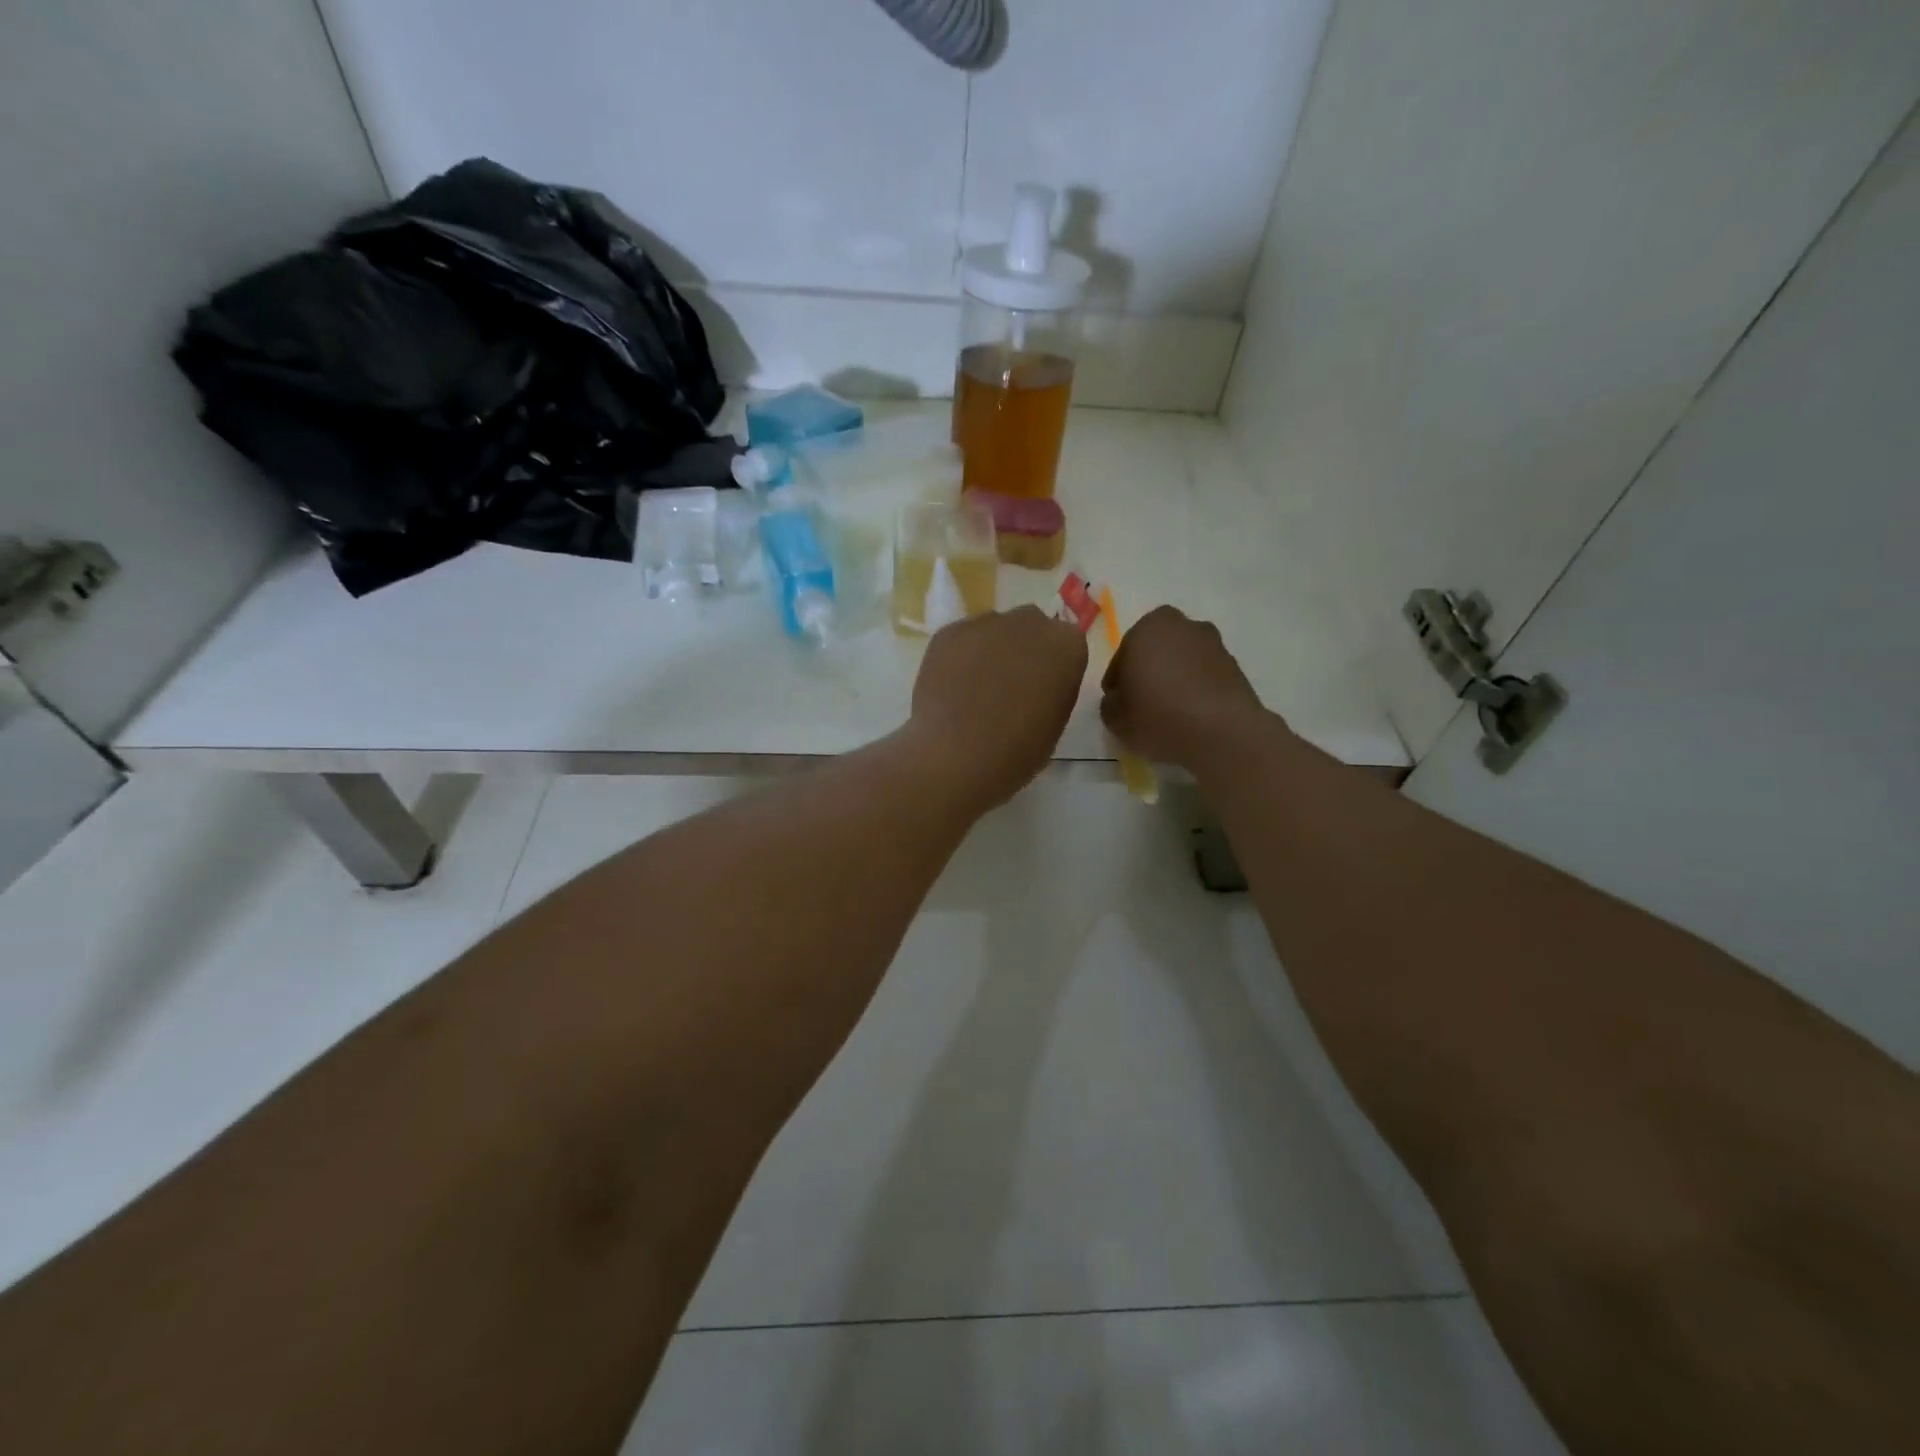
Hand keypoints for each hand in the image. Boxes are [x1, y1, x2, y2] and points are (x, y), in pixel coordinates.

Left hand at [910, 606, 1088, 807]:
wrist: (957, 756)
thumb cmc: (1018, 751)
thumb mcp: (1055, 722)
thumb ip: (1053, 689)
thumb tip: (1038, 682)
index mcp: (1067, 646)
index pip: (1067, 644)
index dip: (1053, 667)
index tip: (1042, 690)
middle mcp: (1030, 622)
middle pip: (1031, 627)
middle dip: (1023, 649)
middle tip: (1009, 685)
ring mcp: (986, 623)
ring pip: (994, 630)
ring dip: (991, 650)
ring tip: (975, 688)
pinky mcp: (949, 631)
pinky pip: (961, 639)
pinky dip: (959, 657)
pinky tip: (951, 687)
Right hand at [1100, 606, 1268, 769]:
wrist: (1222, 732)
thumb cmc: (1158, 716)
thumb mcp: (1114, 717)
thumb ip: (1110, 702)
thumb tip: (1120, 699)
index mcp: (1147, 627)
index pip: (1122, 655)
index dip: (1118, 681)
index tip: (1119, 703)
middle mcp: (1182, 625)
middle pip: (1155, 650)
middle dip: (1148, 671)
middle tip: (1142, 703)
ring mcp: (1213, 643)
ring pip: (1182, 661)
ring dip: (1174, 678)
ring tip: (1169, 712)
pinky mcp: (1235, 665)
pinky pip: (1204, 675)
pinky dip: (1196, 689)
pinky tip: (1191, 715)